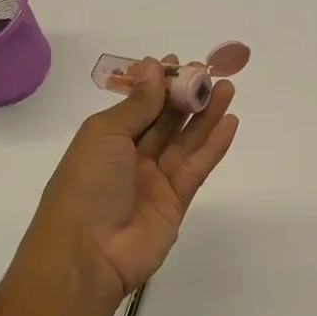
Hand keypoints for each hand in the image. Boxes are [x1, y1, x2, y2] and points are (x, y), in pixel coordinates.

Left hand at [22, 56, 240, 310]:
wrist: (87, 253)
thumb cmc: (86, 184)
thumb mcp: (105, 134)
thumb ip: (137, 104)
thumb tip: (154, 67)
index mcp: (106, 139)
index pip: (137, 105)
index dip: (158, 85)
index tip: (180, 62)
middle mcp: (130, 157)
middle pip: (164, 121)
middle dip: (186, 96)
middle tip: (211, 72)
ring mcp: (154, 181)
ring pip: (185, 141)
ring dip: (206, 115)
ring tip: (227, 89)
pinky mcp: (176, 202)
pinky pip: (197, 167)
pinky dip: (214, 145)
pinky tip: (230, 122)